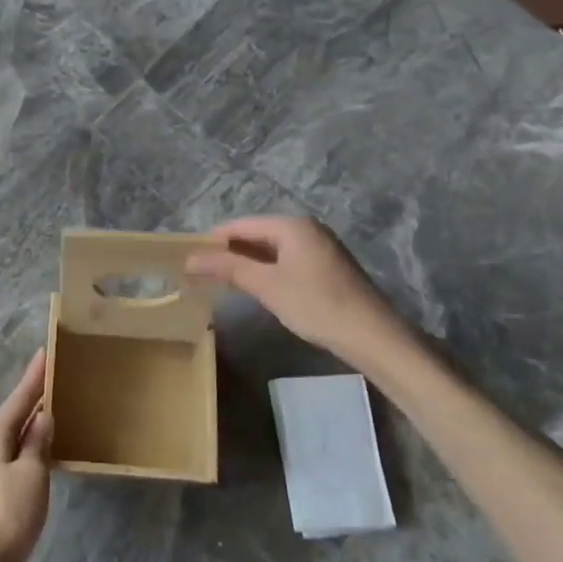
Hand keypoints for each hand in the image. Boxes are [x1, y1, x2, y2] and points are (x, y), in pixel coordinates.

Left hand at [0, 349, 53, 561]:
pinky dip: (28, 444)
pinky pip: (13, 453)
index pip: (20, 397)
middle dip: (33, 396)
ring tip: (52, 408)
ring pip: (13, 434)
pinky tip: (41, 450)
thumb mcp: (32, 474)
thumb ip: (38, 442)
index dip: (34, 376)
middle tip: (54, 376)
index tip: (45, 351)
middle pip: (14, 413)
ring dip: (31, 421)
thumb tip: (42, 415)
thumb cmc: (8, 514)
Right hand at [186, 216, 421, 371]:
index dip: (214, 239)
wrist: (373, 337)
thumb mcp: (267, 286)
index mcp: (291, 225)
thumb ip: (228, 268)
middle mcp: (307, 228)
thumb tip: (190, 258)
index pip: (241, 225)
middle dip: (230, 251)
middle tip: (202, 270)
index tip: (189, 255)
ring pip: (273, 249)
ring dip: (248, 262)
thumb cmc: (316, 305)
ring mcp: (320, 247)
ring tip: (223, 280)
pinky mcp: (328, 267)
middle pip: (258, 234)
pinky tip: (258, 288)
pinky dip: (268, 270)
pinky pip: (288, 260)